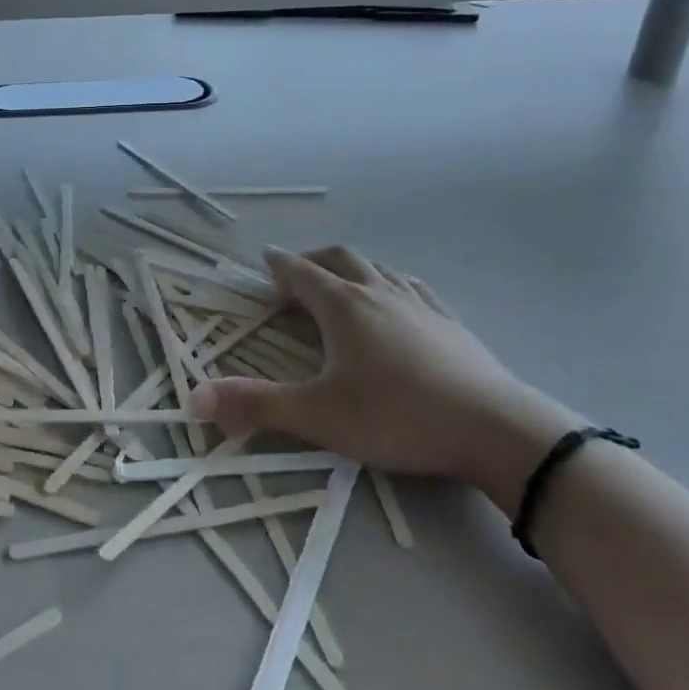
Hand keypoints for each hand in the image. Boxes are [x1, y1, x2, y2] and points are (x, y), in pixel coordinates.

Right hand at [190, 247, 576, 509]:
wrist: (495, 430)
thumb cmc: (397, 416)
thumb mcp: (317, 415)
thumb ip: (255, 405)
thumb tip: (193, 398)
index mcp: (344, 306)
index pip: (302, 273)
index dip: (279, 265)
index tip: (265, 259)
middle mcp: (380, 293)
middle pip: (341, 259)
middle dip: (314, 260)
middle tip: (297, 271)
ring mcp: (421, 305)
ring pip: (380, 269)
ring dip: (354, 268)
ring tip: (343, 282)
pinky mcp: (452, 324)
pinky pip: (414, 289)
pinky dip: (392, 285)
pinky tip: (400, 302)